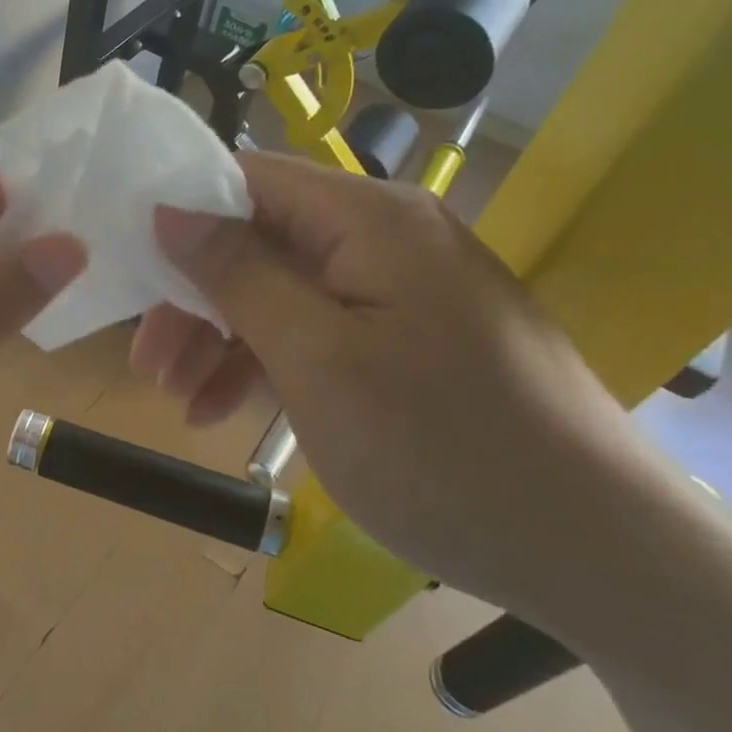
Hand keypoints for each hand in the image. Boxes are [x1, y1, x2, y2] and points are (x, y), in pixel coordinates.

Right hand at [135, 151, 674, 615]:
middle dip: (196, 298)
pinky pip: (322, 332)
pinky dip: (271, 365)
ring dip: (225, 339)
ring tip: (179, 400)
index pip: (248, 178)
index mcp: (368, 218)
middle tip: (147, 362)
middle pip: (261, 241)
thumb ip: (237, 274)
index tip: (130, 269)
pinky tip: (229, 411)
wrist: (600, 553)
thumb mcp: (316, 360)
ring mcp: (403, 290)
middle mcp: (387, 236)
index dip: (181, 213)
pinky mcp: (412, 338)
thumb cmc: (442, 449)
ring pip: (285, 292)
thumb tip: (170, 208)